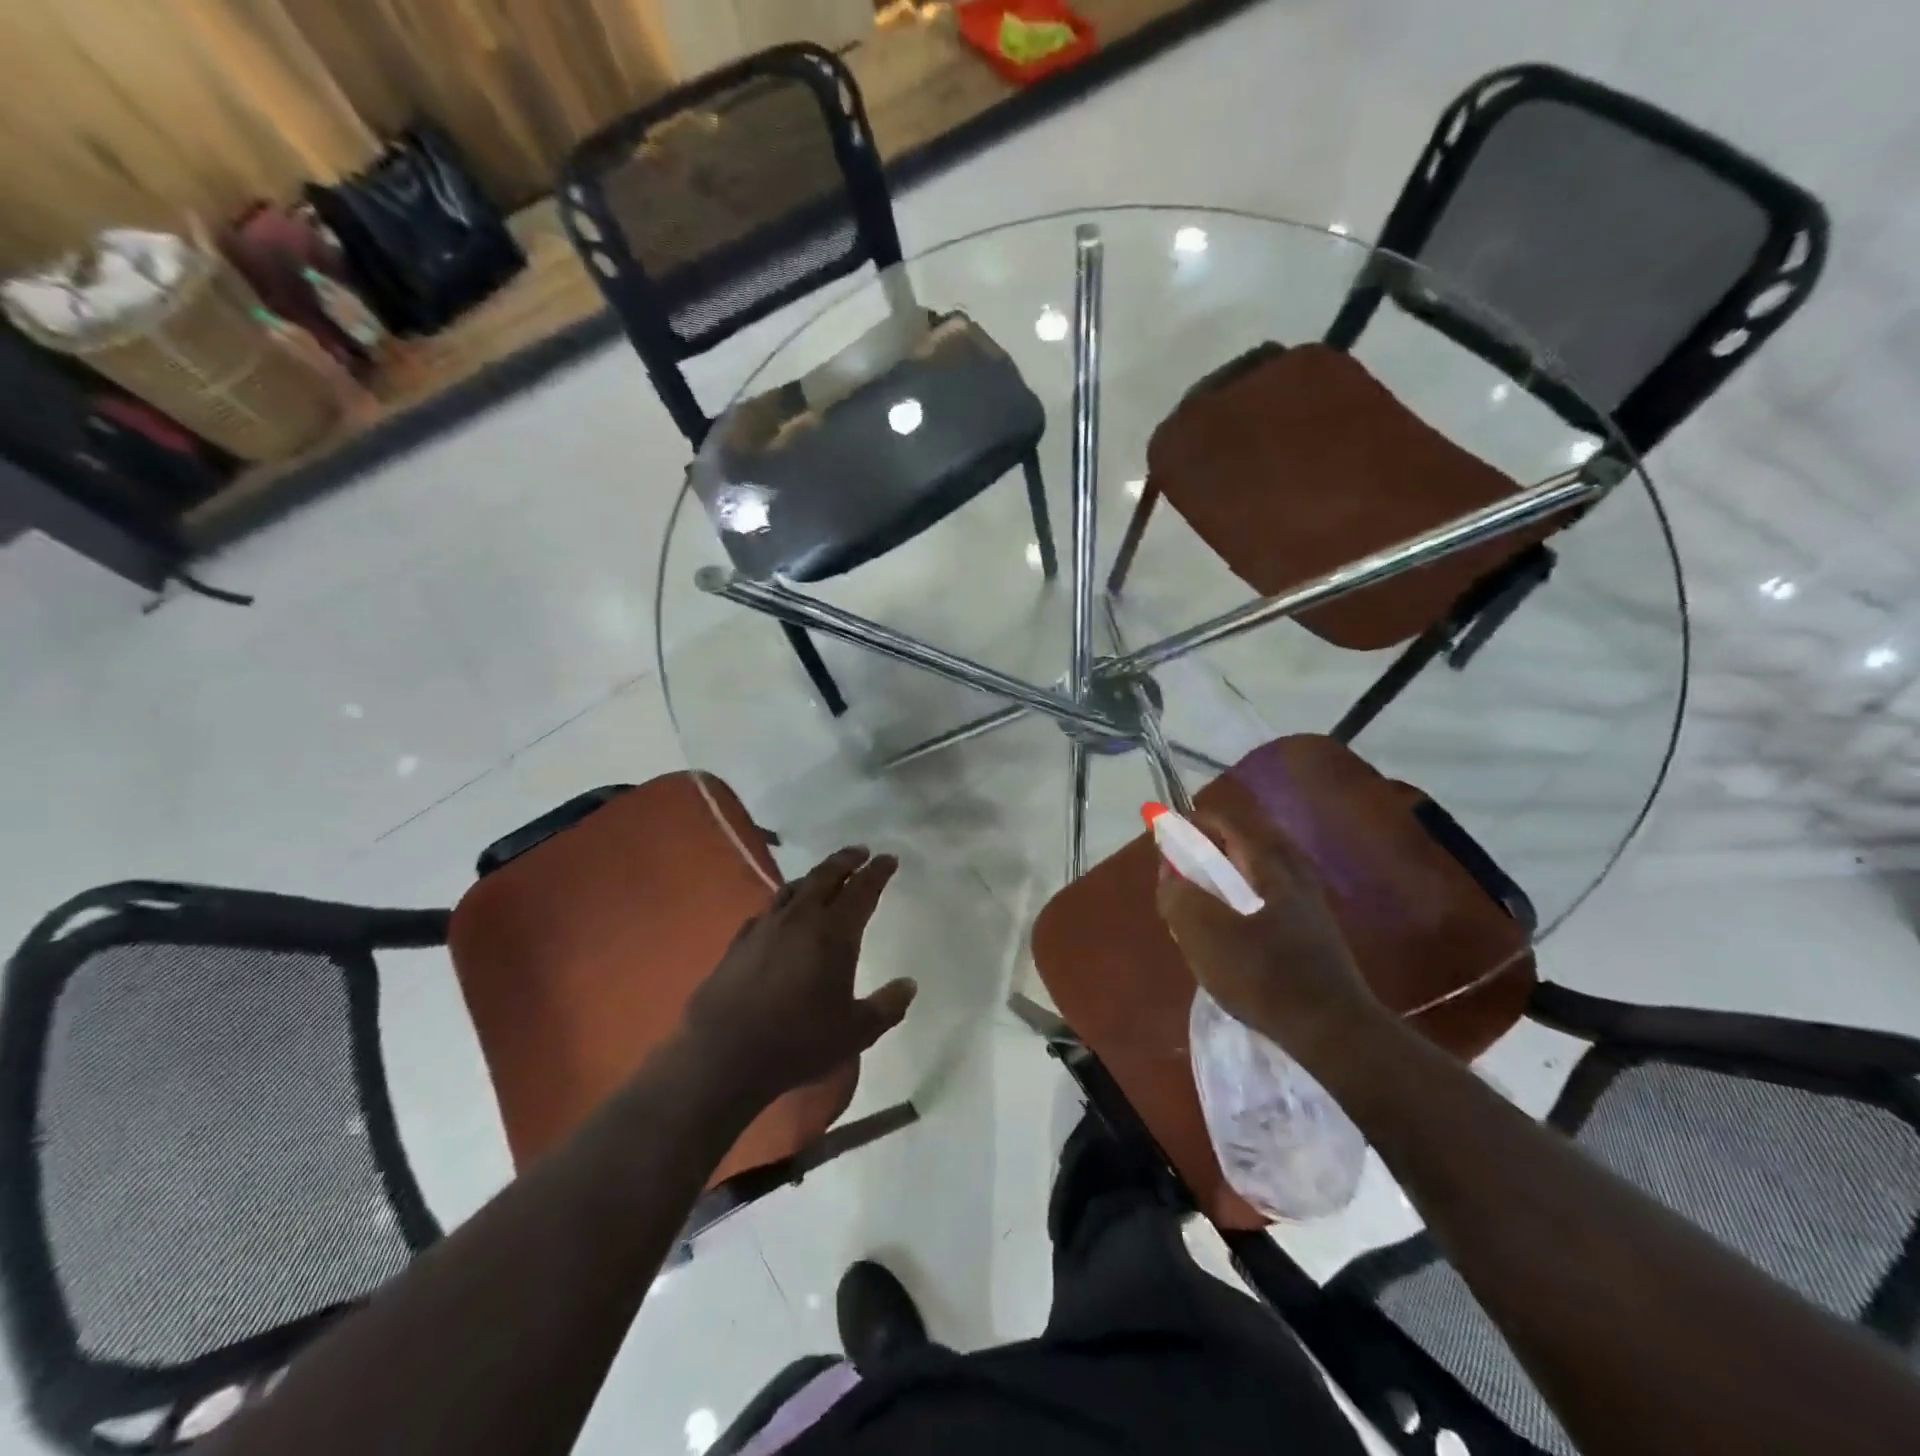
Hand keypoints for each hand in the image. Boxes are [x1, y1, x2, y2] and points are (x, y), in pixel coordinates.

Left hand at [682, 847, 916, 1105]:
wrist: (722, 1055)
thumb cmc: (798, 1041)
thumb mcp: (856, 1032)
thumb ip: (887, 1006)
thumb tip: (909, 984)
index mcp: (833, 933)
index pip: (862, 890)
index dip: (878, 872)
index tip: (889, 858)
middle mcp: (800, 918)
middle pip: (825, 876)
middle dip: (846, 860)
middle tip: (861, 852)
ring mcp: (765, 926)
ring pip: (794, 887)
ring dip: (815, 876)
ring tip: (825, 876)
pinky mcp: (739, 941)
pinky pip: (768, 910)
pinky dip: (785, 903)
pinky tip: (783, 914)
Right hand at [1155, 805, 1383, 1065]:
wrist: (1333, 1032)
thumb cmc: (1264, 976)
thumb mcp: (1205, 936)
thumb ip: (1180, 899)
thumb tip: (1169, 873)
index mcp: (1272, 870)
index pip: (1234, 827)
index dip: (1201, 822)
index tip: (1174, 825)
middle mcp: (1297, 880)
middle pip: (1260, 844)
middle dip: (1225, 842)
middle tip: (1197, 853)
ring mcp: (1312, 911)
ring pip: (1273, 873)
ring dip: (1242, 870)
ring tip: (1213, 889)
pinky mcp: (1318, 940)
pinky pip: (1280, 900)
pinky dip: (1255, 897)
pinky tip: (1241, 923)